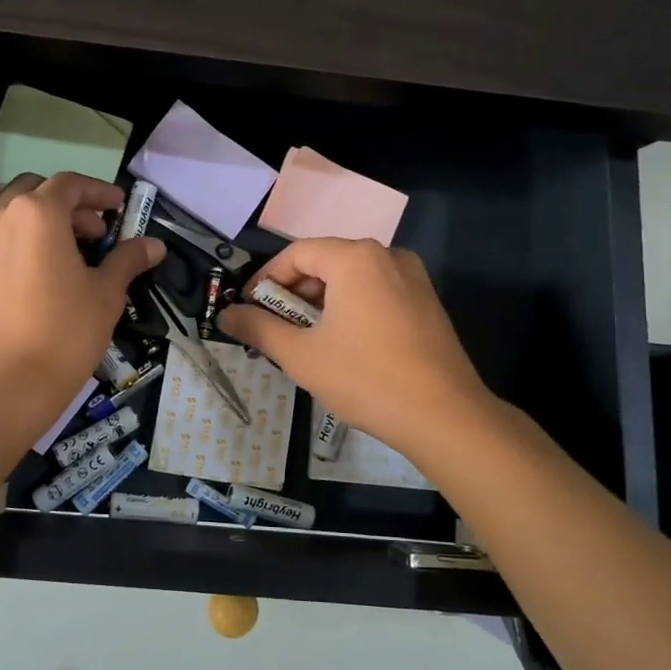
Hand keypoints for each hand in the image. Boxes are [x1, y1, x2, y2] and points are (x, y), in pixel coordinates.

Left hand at [0, 173, 163, 438]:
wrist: (3, 385)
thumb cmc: (64, 332)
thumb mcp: (106, 294)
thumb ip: (127, 260)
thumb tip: (155, 245)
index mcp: (36, 213)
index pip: (70, 184)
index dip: (98, 192)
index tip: (119, 207)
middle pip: (36, 192)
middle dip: (68, 205)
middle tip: (95, 234)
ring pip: (10, 215)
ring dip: (40, 223)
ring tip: (66, 255)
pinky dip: (17, 244)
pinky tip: (36, 275)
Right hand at [219, 239, 490, 455]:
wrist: (445, 416)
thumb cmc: (366, 378)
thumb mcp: (301, 355)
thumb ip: (259, 328)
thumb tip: (225, 315)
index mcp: (356, 257)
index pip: (297, 253)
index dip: (266, 279)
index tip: (248, 308)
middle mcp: (387, 256)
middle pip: (326, 262)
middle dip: (294, 293)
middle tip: (274, 328)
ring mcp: (413, 278)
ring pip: (352, 279)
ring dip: (322, 303)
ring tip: (304, 340)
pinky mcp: (427, 303)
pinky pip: (377, 293)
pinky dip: (351, 309)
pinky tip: (343, 345)